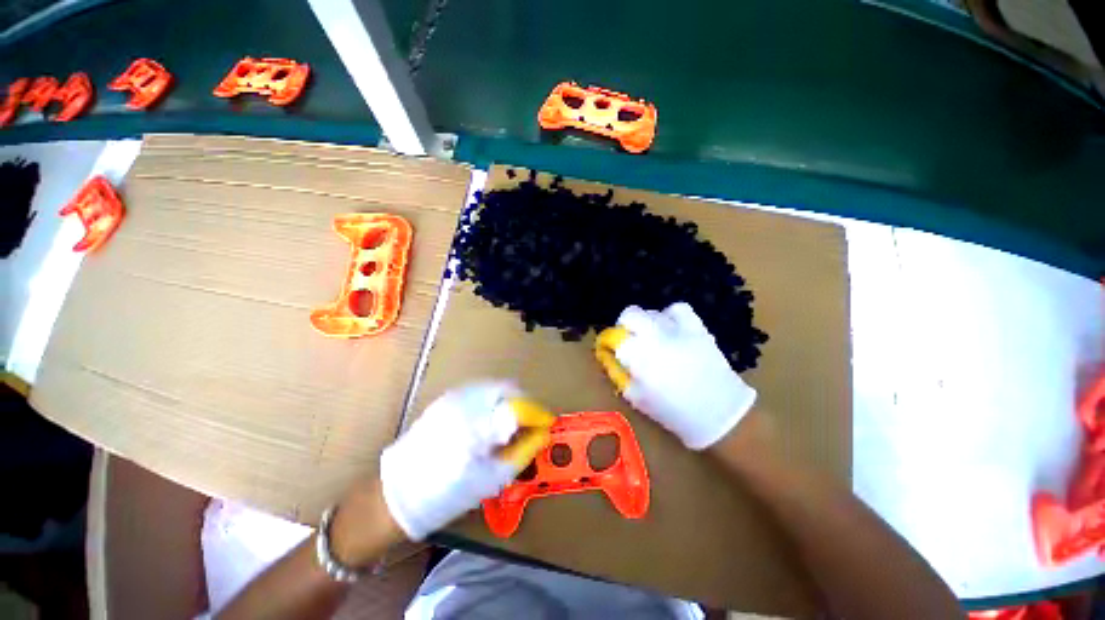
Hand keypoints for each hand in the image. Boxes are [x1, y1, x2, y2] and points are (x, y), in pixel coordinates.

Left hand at [379, 381, 552, 540]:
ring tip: (509, 424)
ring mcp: (454, 396)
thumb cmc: (448, 494)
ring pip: (495, 387)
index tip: (546, 424)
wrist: (397, 493)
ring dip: (509, 400)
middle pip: (509, 389)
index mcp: (478, 424)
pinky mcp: (447, 398)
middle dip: (523, 405)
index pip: (520, 406)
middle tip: (527, 425)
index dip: (537, 414)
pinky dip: (493, 400)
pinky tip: (489, 420)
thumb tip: (542, 435)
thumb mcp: (491, 479)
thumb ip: (521, 453)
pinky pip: (480, 390)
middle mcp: (467, 401)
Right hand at [598, 302, 756, 449]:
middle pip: (630, 314)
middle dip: (624, 325)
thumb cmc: (673, 411)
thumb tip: (611, 356)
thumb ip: (620, 374)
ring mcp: (677, 329)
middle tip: (629, 340)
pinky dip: (670, 316)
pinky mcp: (696, 327)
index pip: (614, 337)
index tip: (611, 349)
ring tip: (652, 338)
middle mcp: (655, 336)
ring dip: (645, 323)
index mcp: (638, 356)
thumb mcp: (637, 398)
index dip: (609, 342)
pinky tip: (671, 329)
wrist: (720, 413)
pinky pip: (678, 309)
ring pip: (651, 312)